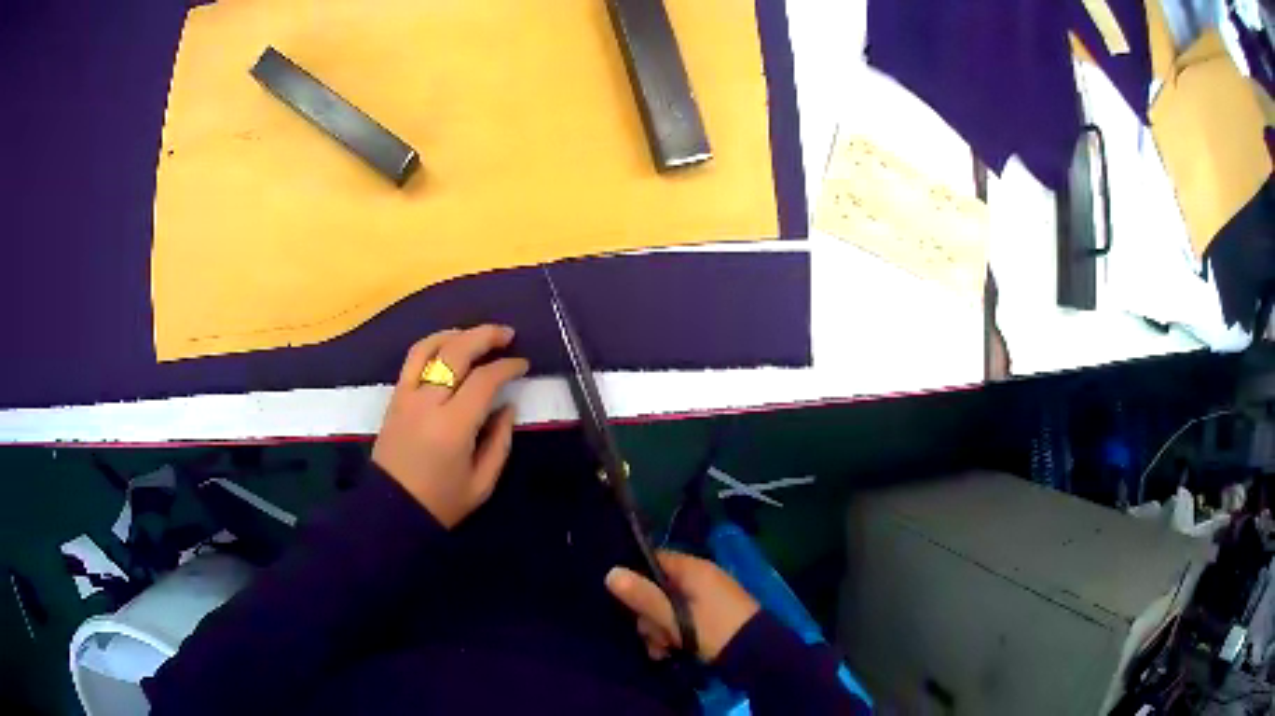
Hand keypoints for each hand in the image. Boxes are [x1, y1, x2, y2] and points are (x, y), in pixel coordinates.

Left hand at [372, 325, 528, 527]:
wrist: (392, 510)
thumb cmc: (442, 503)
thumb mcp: (482, 483)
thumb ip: (500, 442)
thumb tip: (507, 407)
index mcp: (453, 427)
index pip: (484, 380)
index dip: (507, 367)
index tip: (523, 365)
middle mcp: (427, 403)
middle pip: (457, 352)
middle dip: (486, 336)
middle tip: (508, 335)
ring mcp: (406, 396)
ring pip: (430, 348)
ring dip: (457, 334)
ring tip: (478, 335)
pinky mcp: (394, 398)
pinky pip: (412, 359)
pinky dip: (433, 344)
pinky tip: (448, 344)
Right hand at [605, 550, 759, 662]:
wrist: (758, 656)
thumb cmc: (715, 630)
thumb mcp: (675, 617)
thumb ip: (644, 596)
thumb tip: (610, 573)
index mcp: (693, 569)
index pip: (653, 560)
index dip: (635, 579)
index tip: (627, 602)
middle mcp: (699, 578)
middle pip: (657, 589)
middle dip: (649, 616)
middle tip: (652, 636)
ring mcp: (706, 598)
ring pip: (667, 608)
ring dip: (659, 630)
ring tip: (662, 650)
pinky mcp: (711, 617)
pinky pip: (681, 620)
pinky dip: (673, 635)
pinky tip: (669, 653)